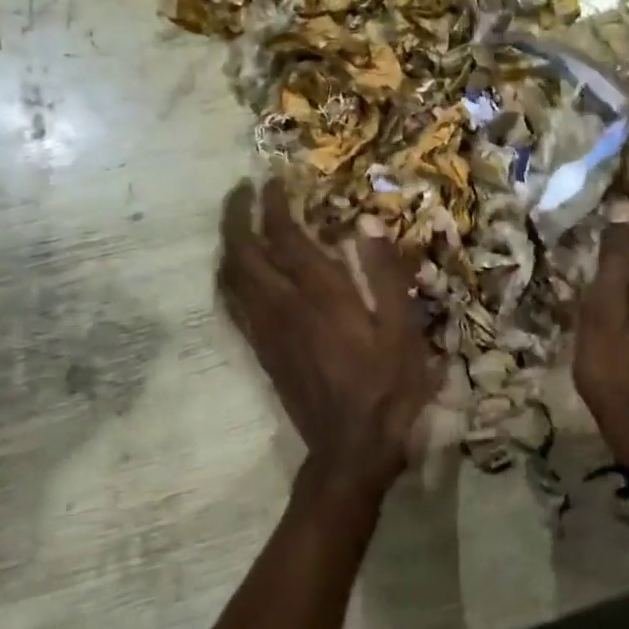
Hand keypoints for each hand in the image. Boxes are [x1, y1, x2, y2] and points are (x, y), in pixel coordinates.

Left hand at [219, 178, 441, 504]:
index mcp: (320, 294)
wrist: (350, 448)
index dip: (273, 203)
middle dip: (235, 215)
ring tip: (236, 223)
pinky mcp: (261, 351)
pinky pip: (232, 305)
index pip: (283, 236)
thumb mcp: (401, 328)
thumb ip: (383, 273)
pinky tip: (238, 273)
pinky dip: (229, 277)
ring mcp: (266, 330)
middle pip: (242, 251)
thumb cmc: (386, 385)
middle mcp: (283, 306)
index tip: (273, 179)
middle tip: (240, 191)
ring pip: (230, 277)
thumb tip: (366, 223)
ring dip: (228, 243)